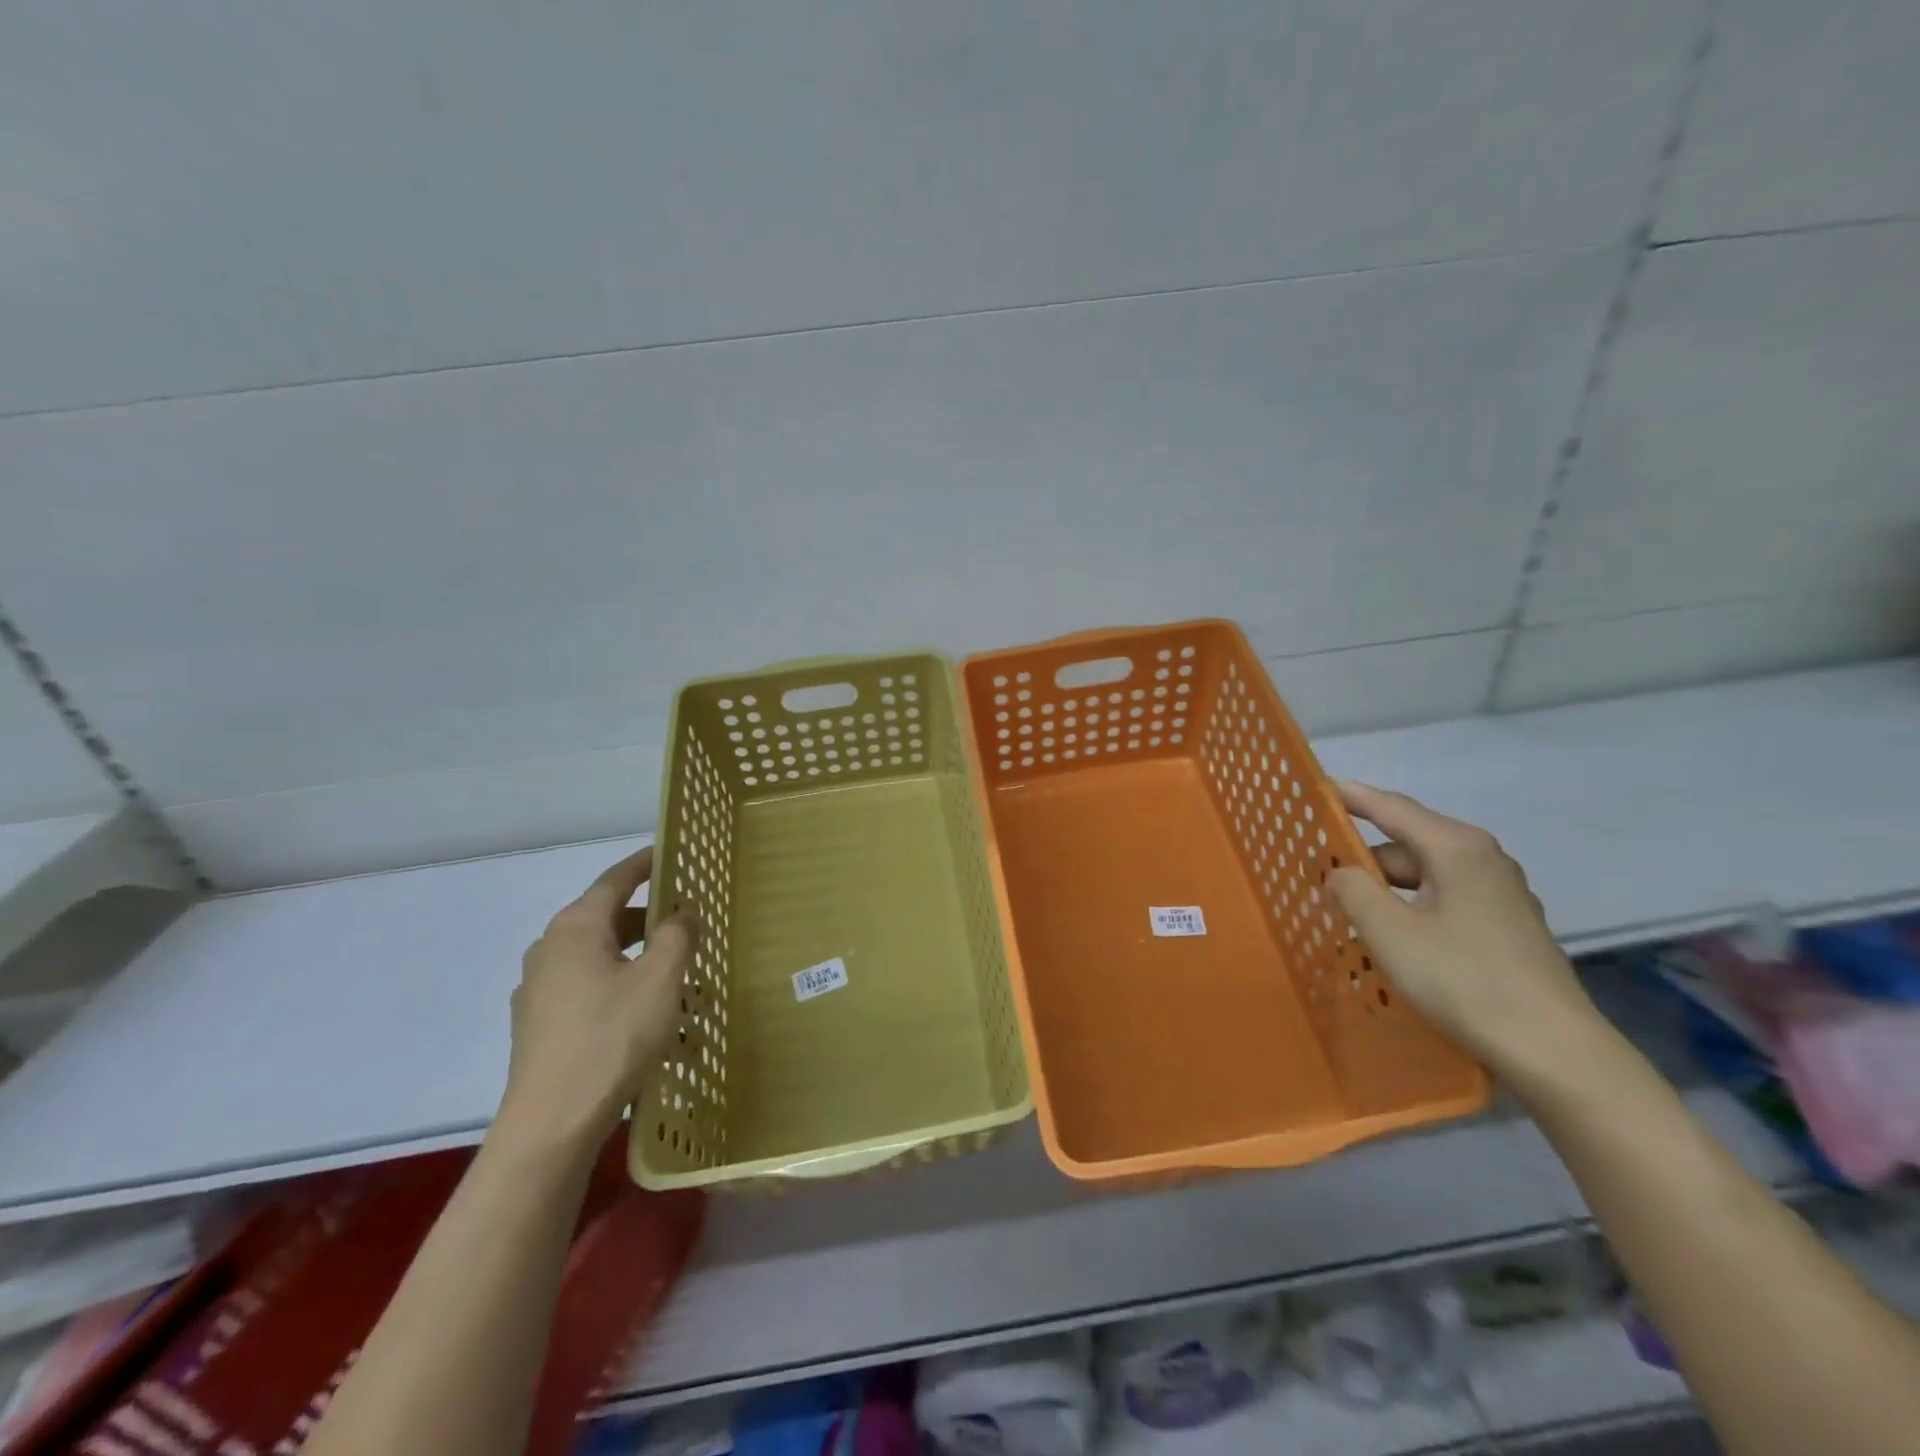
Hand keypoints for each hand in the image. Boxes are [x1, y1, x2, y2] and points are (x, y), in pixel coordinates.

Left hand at [497, 847, 699, 1147]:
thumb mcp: (660, 979)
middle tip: (686, 922)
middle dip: (648, 919)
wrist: (552, 1123)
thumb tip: (683, 912)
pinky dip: (620, 988)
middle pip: (606, 919)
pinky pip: (588, 990)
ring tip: (676, 977)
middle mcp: (550, 950)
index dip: (644, 864)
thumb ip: (677, 935)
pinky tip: (648, 1017)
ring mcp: (539, 990)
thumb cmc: (612, 1037)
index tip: (668, 853)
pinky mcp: (539, 1026)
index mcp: (575, 929)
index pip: (614, 881)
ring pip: (599, 958)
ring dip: (638, 959)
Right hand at [1326, 782, 1601, 1078]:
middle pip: (1406, 846)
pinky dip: (1410, 910)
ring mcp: (1500, 895)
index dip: (1351, 797)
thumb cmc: (1464, 980)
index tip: (1317, 787)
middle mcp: (1483, 860)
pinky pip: (1443, 901)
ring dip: (1384, 892)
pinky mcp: (1506, 928)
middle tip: (1317, 879)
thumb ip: (1352, 890)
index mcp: (1456, 848)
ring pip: (1424, 878)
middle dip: (1361, 860)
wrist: (1553, 1051)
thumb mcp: (1389, 932)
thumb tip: (1339, 873)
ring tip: (1347, 916)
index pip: (1392, 808)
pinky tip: (1391, 941)